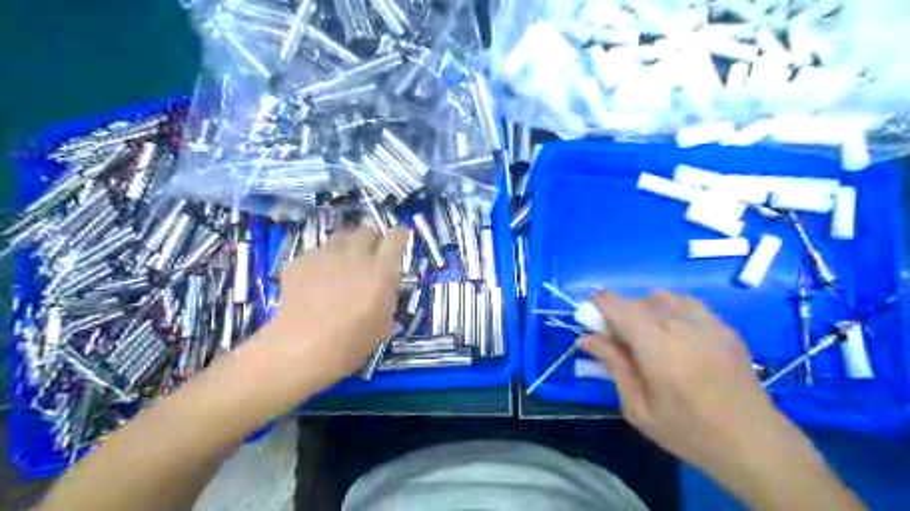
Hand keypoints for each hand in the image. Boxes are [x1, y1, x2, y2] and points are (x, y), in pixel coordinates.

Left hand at [259, 227, 408, 386]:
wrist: (301, 349)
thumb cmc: (351, 342)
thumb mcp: (384, 322)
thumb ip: (386, 295)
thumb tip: (381, 286)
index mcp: (381, 270)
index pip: (396, 237)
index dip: (400, 237)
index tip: (399, 243)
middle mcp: (355, 255)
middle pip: (367, 231)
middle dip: (373, 240)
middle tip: (371, 257)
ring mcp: (325, 255)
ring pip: (341, 238)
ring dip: (348, 247)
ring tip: (343, 265)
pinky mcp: (300, 261)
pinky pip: (317, 254)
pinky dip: (322, 263)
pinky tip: (316, 283)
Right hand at [583, 289, 797, 473]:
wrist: (754, 444)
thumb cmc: (688, 432)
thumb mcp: (638, 407)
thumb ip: (613, 366)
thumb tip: (587, 339)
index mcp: (656, 347)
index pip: (618, 305)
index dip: (598, 305)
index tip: (591, 320)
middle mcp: (681, 325)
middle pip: (638, 300)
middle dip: (621, 313)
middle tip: (619, 341)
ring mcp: (707, 323)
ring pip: (663, 296)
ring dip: (646, 308)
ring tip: (649, 336)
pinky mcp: (724, 327)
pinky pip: (688, 304)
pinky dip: (671, 310)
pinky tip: (676, 336)